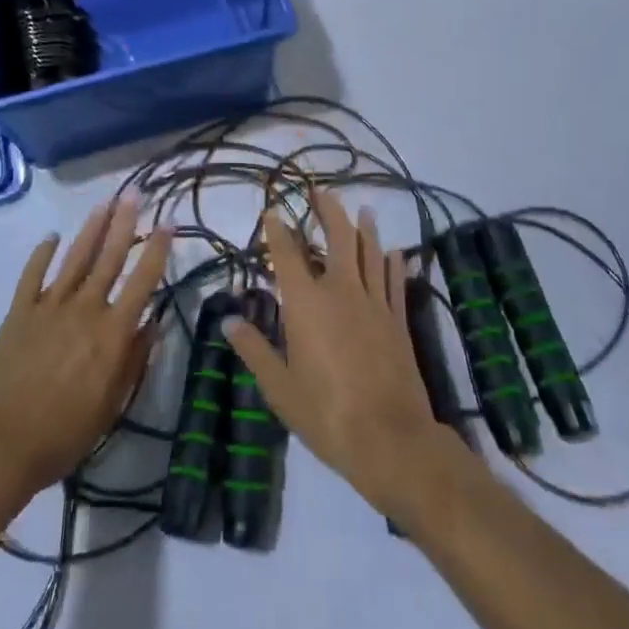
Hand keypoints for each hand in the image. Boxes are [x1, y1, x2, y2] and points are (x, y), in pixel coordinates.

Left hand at [0, 198, 169, 506]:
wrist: (1, 446)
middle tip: (134, 193)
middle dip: (124, 223)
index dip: (157, 250)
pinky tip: (51, 237)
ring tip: (104, 203)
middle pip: (109, 258)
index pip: (143, 281)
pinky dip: (42, 254)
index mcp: (112, 332)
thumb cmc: (64, 433)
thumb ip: (134, 360)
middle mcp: (85, 309)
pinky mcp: (19, 313)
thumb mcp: (112, 405)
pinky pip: (32, 276)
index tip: (168, 222)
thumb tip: (153, 324)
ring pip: (75, 259)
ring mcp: (49, 307)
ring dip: (91, 229)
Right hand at [225, 192, 443, 519]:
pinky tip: (395, 251)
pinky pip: (395, 282)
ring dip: (365, 228)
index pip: (287, 255)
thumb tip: (230, 319)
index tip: (271, 211)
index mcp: (306, 304)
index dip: (277, 230)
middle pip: (337, 239)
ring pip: (370, 253)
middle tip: (321, 190)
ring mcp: (375, 304)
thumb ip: (255, 349)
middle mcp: (342, 292)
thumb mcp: (279, 387)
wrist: (390, 438)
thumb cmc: (326, 413)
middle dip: (328, 211)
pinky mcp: (398, 320)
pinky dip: (393, 263)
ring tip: (363, 209)